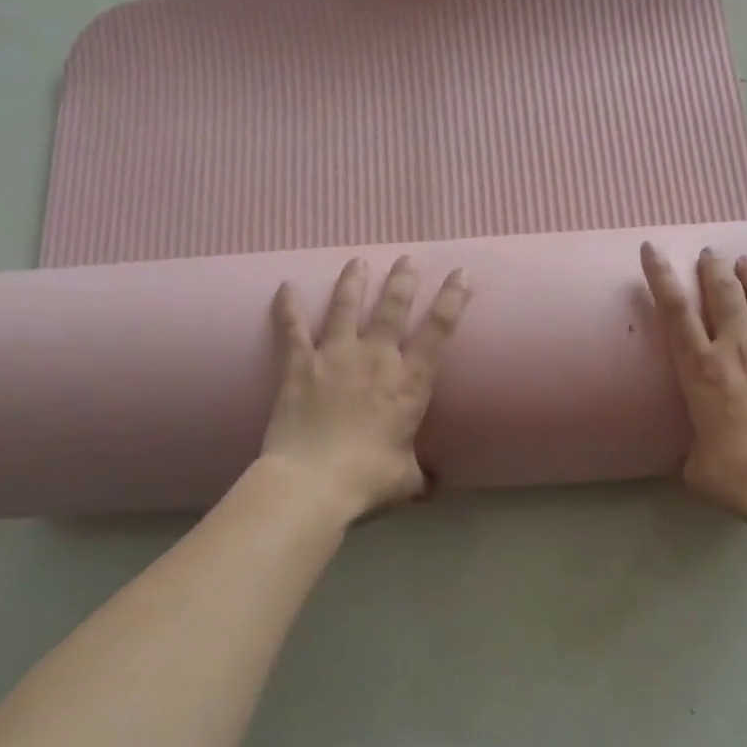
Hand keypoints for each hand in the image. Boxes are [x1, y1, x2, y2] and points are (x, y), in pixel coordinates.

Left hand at [261, 255, 470, 518]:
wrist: (311, 483)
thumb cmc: (367, 481)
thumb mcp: (406, 481)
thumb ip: (421, 476)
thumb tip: (433, 486)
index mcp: (409, 384)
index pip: (439, 331)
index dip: (453, 298)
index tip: (461, 272)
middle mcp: (376, 360)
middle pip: (392, 308)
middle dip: (403, 281)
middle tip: (407, 259)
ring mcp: (335, 358)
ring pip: (346, 307)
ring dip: (353, 282)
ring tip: (358, 261)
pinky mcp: (299, 366)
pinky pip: (292, 329)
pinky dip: (287, 307)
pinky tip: (285, 287)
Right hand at [641, 243, 746, 530]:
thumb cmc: (739, 476)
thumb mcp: (697, 466)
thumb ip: (693, 450)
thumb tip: (693, 456)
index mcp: (700, 369)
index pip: (673, 309)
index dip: (661, 274)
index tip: (652, 248)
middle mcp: (737, 346)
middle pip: (722, 290)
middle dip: (712, 266)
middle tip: (709, 253)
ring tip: (746, 262)